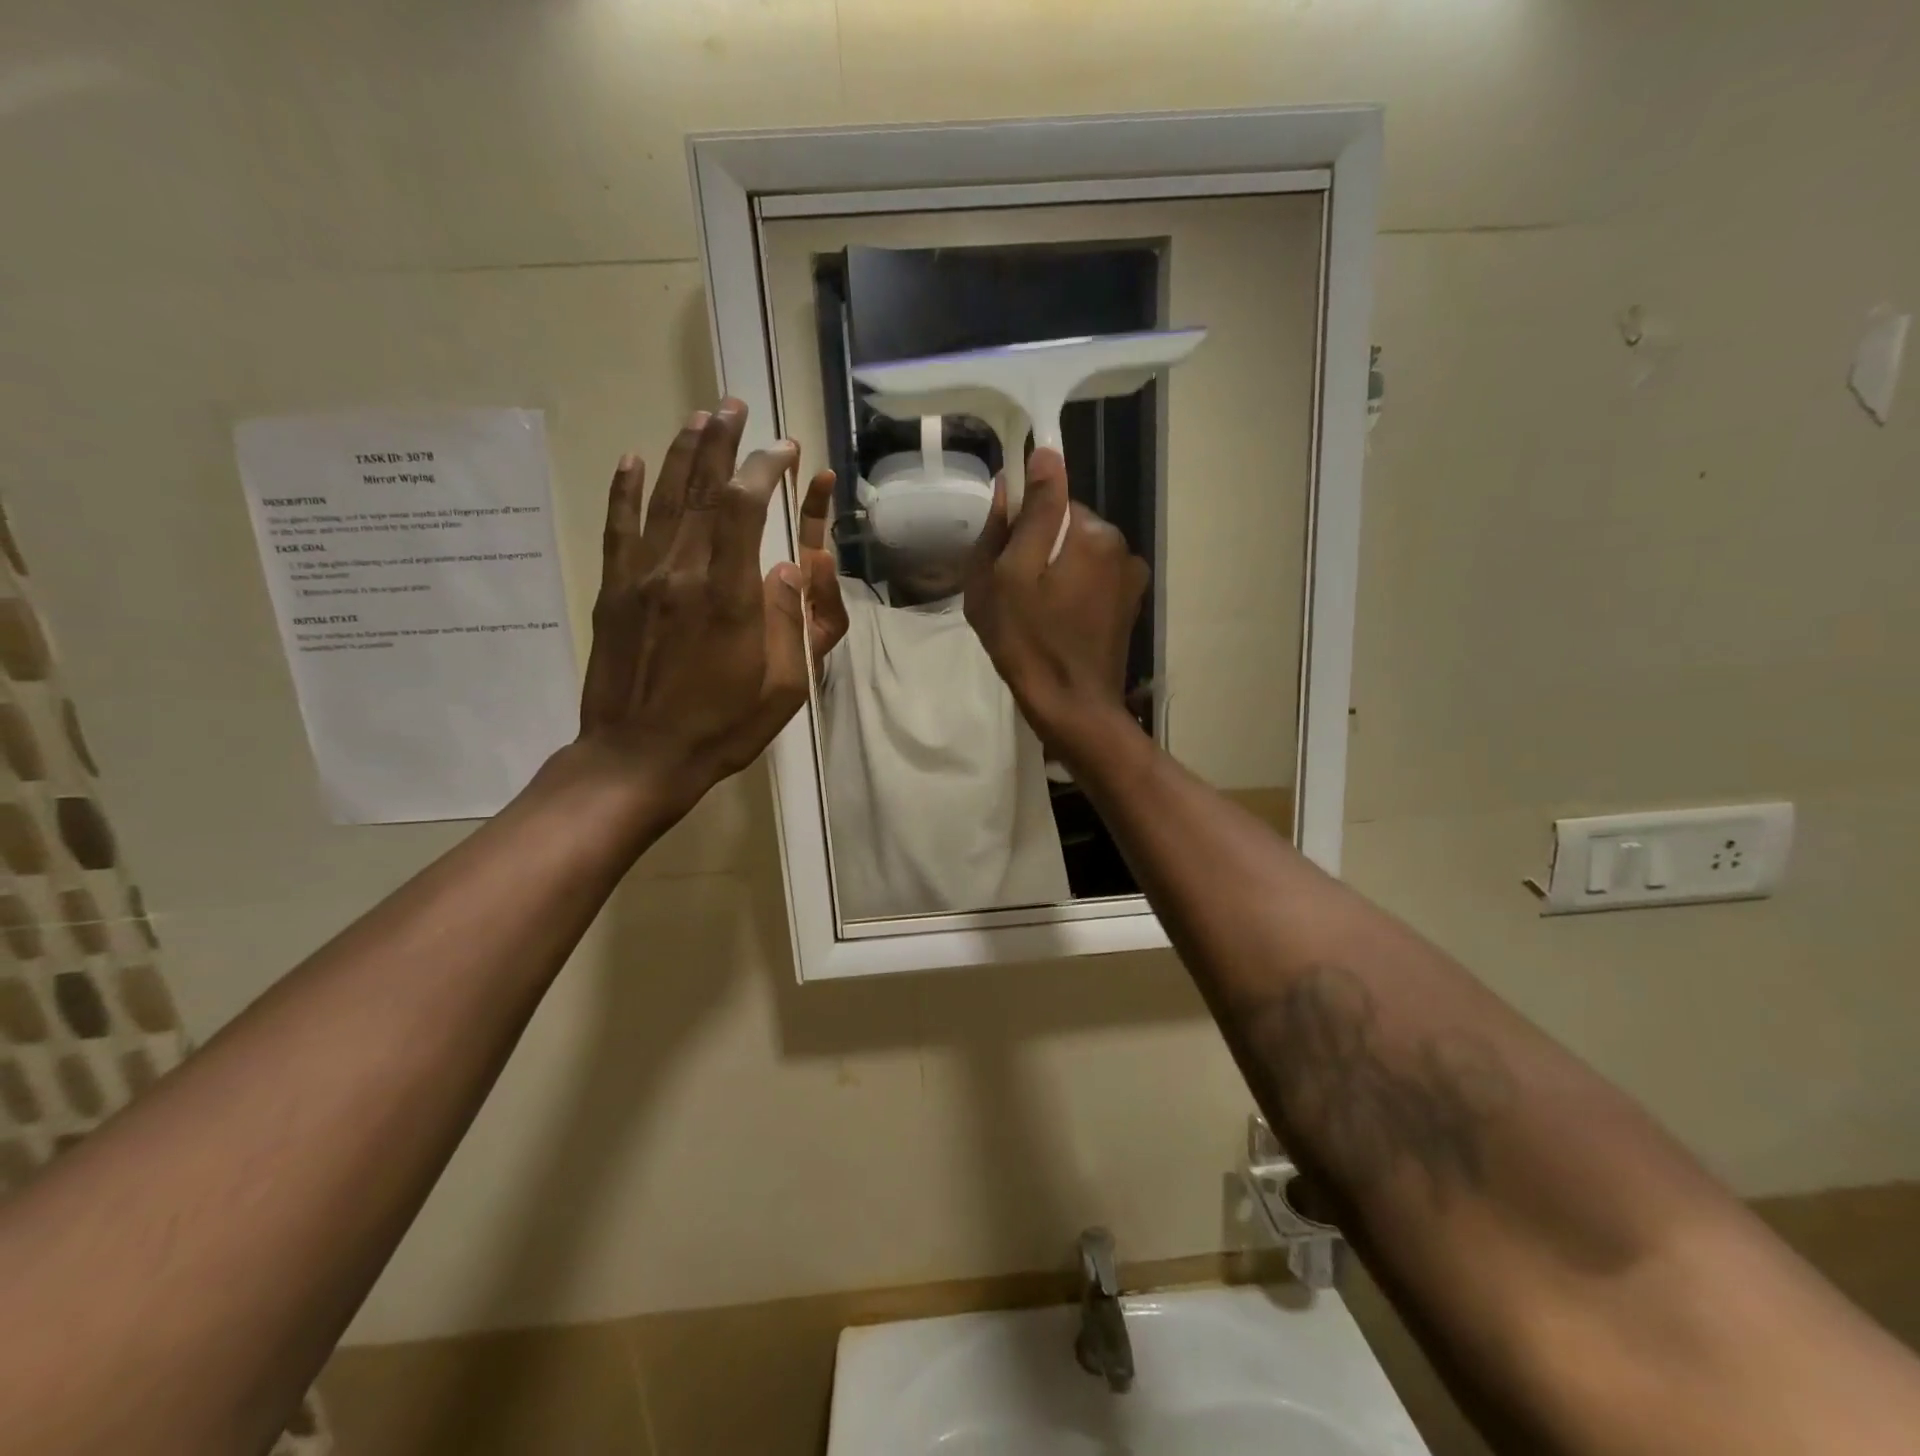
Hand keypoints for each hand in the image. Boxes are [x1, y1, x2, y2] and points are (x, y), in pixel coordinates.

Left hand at [575, 400, 848, 808]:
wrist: (638, 758)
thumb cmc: (723, 728)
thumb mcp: (785, 686)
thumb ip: (795, 622)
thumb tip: (794, 566)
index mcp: (730, 595)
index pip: (744, 507)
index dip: (765, 468)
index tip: (785, 452)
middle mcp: (682, 571)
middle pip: (702, 489)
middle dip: (723, 442)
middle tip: (735, 406)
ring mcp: (641, 578)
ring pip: (662, 498)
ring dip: (682, 452)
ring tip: (700, 416)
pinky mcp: (614, 592)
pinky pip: (619, 528)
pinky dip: (625, 489)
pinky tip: (631, 458)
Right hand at [964, 448, 1148, 752]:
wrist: (1073, 709)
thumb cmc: (1029, 643)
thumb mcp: (1009, 575)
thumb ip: (1029, 513)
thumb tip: (1042, 457)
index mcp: (1094, 532)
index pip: (1050, 502)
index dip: (1020, 529)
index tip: (1003, 563)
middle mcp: (1121, 546)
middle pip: (1065, 529)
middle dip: (1037, 552)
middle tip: (1012, 596)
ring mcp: (1130, 579)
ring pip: (1077, 557)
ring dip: (1053, 575)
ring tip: (1033, 616)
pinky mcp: (1128, 607)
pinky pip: (1091, 582)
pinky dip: (1071, 595)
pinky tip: (1056, 626)